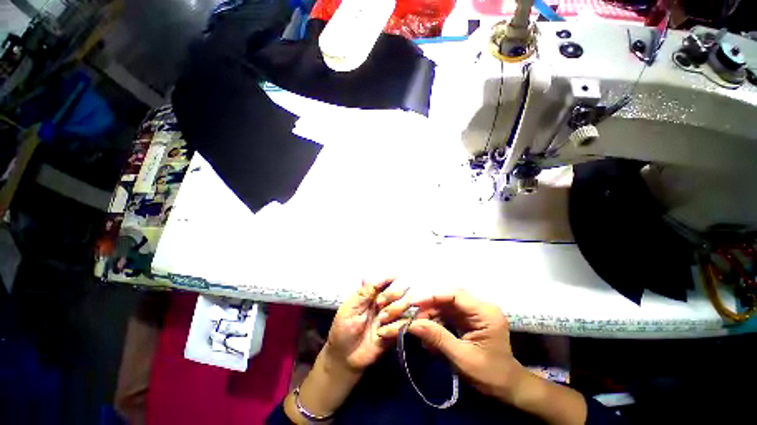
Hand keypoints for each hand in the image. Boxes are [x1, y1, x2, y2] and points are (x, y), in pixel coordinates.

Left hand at [285, 279, 410, 423]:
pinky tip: (382, 333)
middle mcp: (380, 306)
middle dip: (391, 294)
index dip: (387, 280)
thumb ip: (362, 295)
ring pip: (399, 307)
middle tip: (381, 303)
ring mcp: (387, 319)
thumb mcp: (349, 310)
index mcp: (369, 298)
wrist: (344, 357)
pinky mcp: (392, 334)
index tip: (397, 275)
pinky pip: (401, 326)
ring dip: (393, 310)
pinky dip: (395, 327)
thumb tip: (366, 276)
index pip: (380, 285)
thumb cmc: (342, 330)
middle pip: (392, 294)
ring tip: (382, 319)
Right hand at [377, 289, 523, 399]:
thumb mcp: (462, 358)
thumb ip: (438, 338)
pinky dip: (437, 321)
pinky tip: (429, 332)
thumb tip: (412, 324)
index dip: (433, 296)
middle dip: (430, 307)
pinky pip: (448, 313)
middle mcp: (481, 307)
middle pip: (449, 298)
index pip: (456, 295)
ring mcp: (475, 312)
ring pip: (446, 305)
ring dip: (432, 314)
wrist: (507, 386)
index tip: (415, 303)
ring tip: (420, 329)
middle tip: (415, 320)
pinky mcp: (469, 318)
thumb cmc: (489, 375)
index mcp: (486, 313)